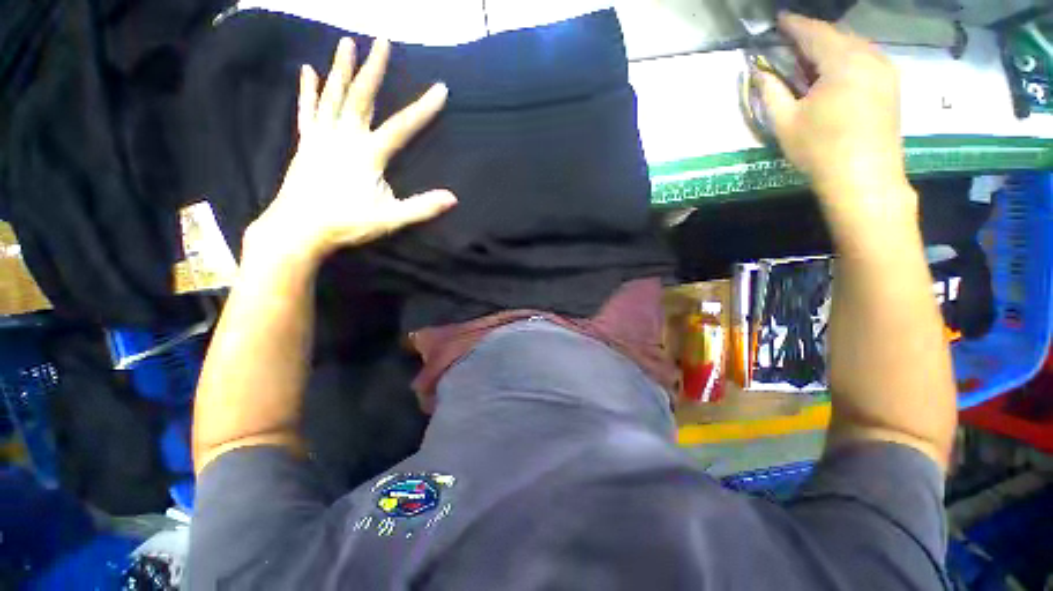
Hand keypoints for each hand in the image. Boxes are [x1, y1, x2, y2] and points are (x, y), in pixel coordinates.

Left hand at [245, 37, 456, 266]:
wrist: (297, 230)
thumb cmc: (345, 224)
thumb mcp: (389, 220)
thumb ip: (421, 207)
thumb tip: (453, 199)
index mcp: (367, 155)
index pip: (402, 127)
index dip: (423, 109)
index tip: (440, 89)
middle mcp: (344, 138)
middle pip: (362, 98)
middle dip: (374, 69)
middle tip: (382, 41)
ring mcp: (322, 138)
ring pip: (333, 96)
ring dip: (341, 69)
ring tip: (347, 43)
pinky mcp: (307, 144)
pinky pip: (308, 111)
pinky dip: (308, 90)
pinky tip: (308, 71)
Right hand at [758, 14, 916, 236]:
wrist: (863, 178)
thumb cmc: (819, 150)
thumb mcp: (785, 122)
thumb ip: (771, 91)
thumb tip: (759, 71)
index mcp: (842, 62)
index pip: (814, 33)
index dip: (794, 25)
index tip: (779, 20)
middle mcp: (870, 57)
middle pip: (837, 36)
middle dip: (812, 37)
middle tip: (790, 45)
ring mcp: (886, 69)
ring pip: (854, 46)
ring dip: (830, 48)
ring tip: (809, 61)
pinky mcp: (892, 84)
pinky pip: (866, 58)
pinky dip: (847, 58)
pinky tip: (834, 74)